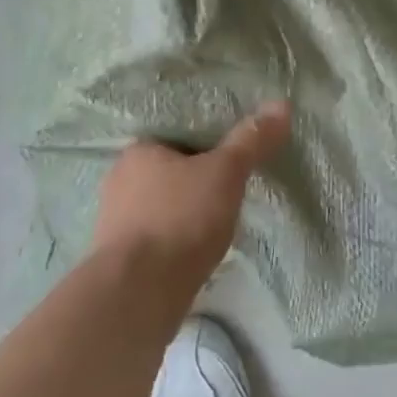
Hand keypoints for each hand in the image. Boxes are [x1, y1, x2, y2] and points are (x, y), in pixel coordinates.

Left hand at [94, 101, 291, 295]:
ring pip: (161, 206)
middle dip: (196, 181)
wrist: (140, 292)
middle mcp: (119, 180)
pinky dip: (176, 241)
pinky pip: (156, 238)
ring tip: (218, 224)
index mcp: (139, 151)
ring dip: (185, 214)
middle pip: (169, 172)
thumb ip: (251, 140)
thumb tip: (281, 104)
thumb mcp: (225, 172)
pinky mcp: (120, 258)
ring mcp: (115, 222)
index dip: (206, 146)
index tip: (231, 159)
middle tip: (229, 191)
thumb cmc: (181, 218)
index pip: (177, 137)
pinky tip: (196, 252)